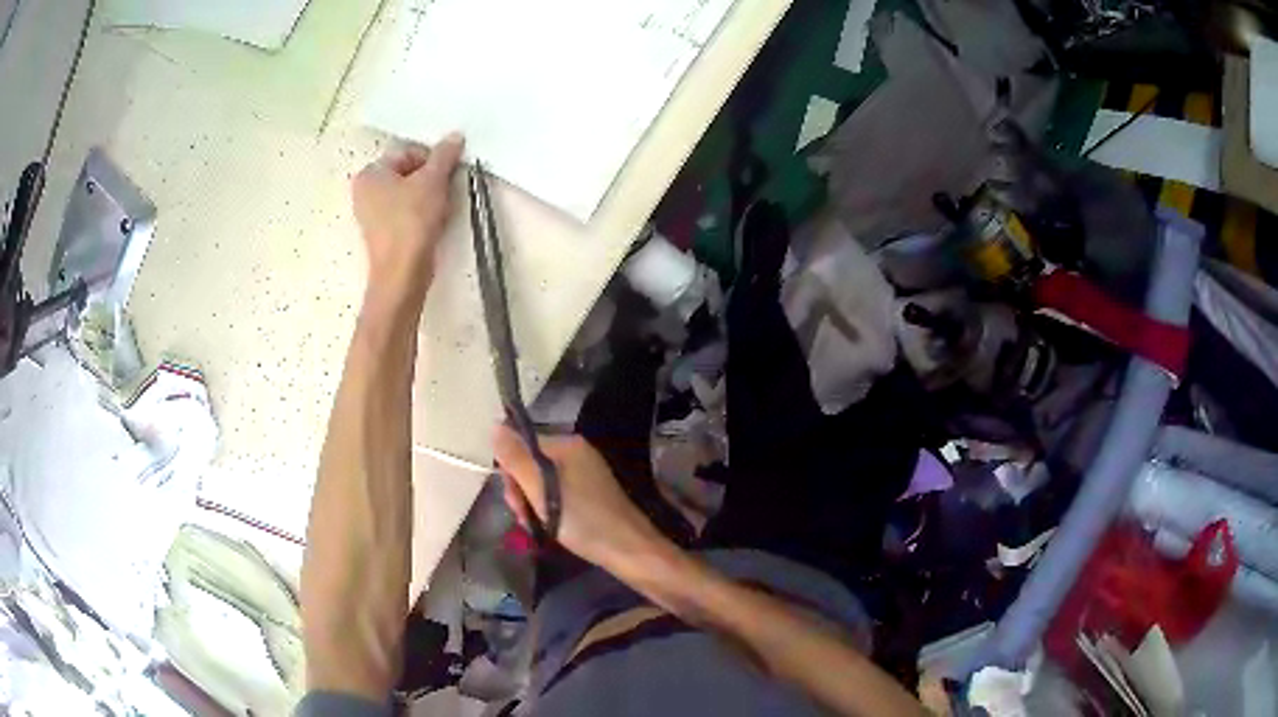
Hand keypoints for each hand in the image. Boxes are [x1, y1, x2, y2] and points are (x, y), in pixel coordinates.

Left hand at [352, 133, 464, 305]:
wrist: (402, 273)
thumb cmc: (412, 221)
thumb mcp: (433, 181)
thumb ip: (444, 155)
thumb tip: (455, 137)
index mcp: (370, 173)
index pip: (408, 152)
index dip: (433, 160)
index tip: (449, 173)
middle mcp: (364, 192)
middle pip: (408, 173)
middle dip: (431, 179)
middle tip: (447, 191)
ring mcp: (371, 215)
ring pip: (408, 194)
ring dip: (429, 197)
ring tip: (442, 210)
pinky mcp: (382, 235)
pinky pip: (405, 214)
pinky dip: (421, 214)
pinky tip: (434, 224)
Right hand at [493, 426, 660, 568]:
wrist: (628, 549)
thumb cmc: (582, 519)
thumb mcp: (540, 489)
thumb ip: (516, 458)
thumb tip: (494, 425)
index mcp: (566, 444)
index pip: (521, 446)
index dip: (511, 474)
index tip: (515, 502)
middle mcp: (576, 453)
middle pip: (531, 465)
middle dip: (522, 492)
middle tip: (526, 519)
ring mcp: (585, 473)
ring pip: (542, 483)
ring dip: (533, 505)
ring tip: (538, 527)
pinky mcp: (590, 494)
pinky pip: (557, 494)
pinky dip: (549, 510)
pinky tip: (551, 528)